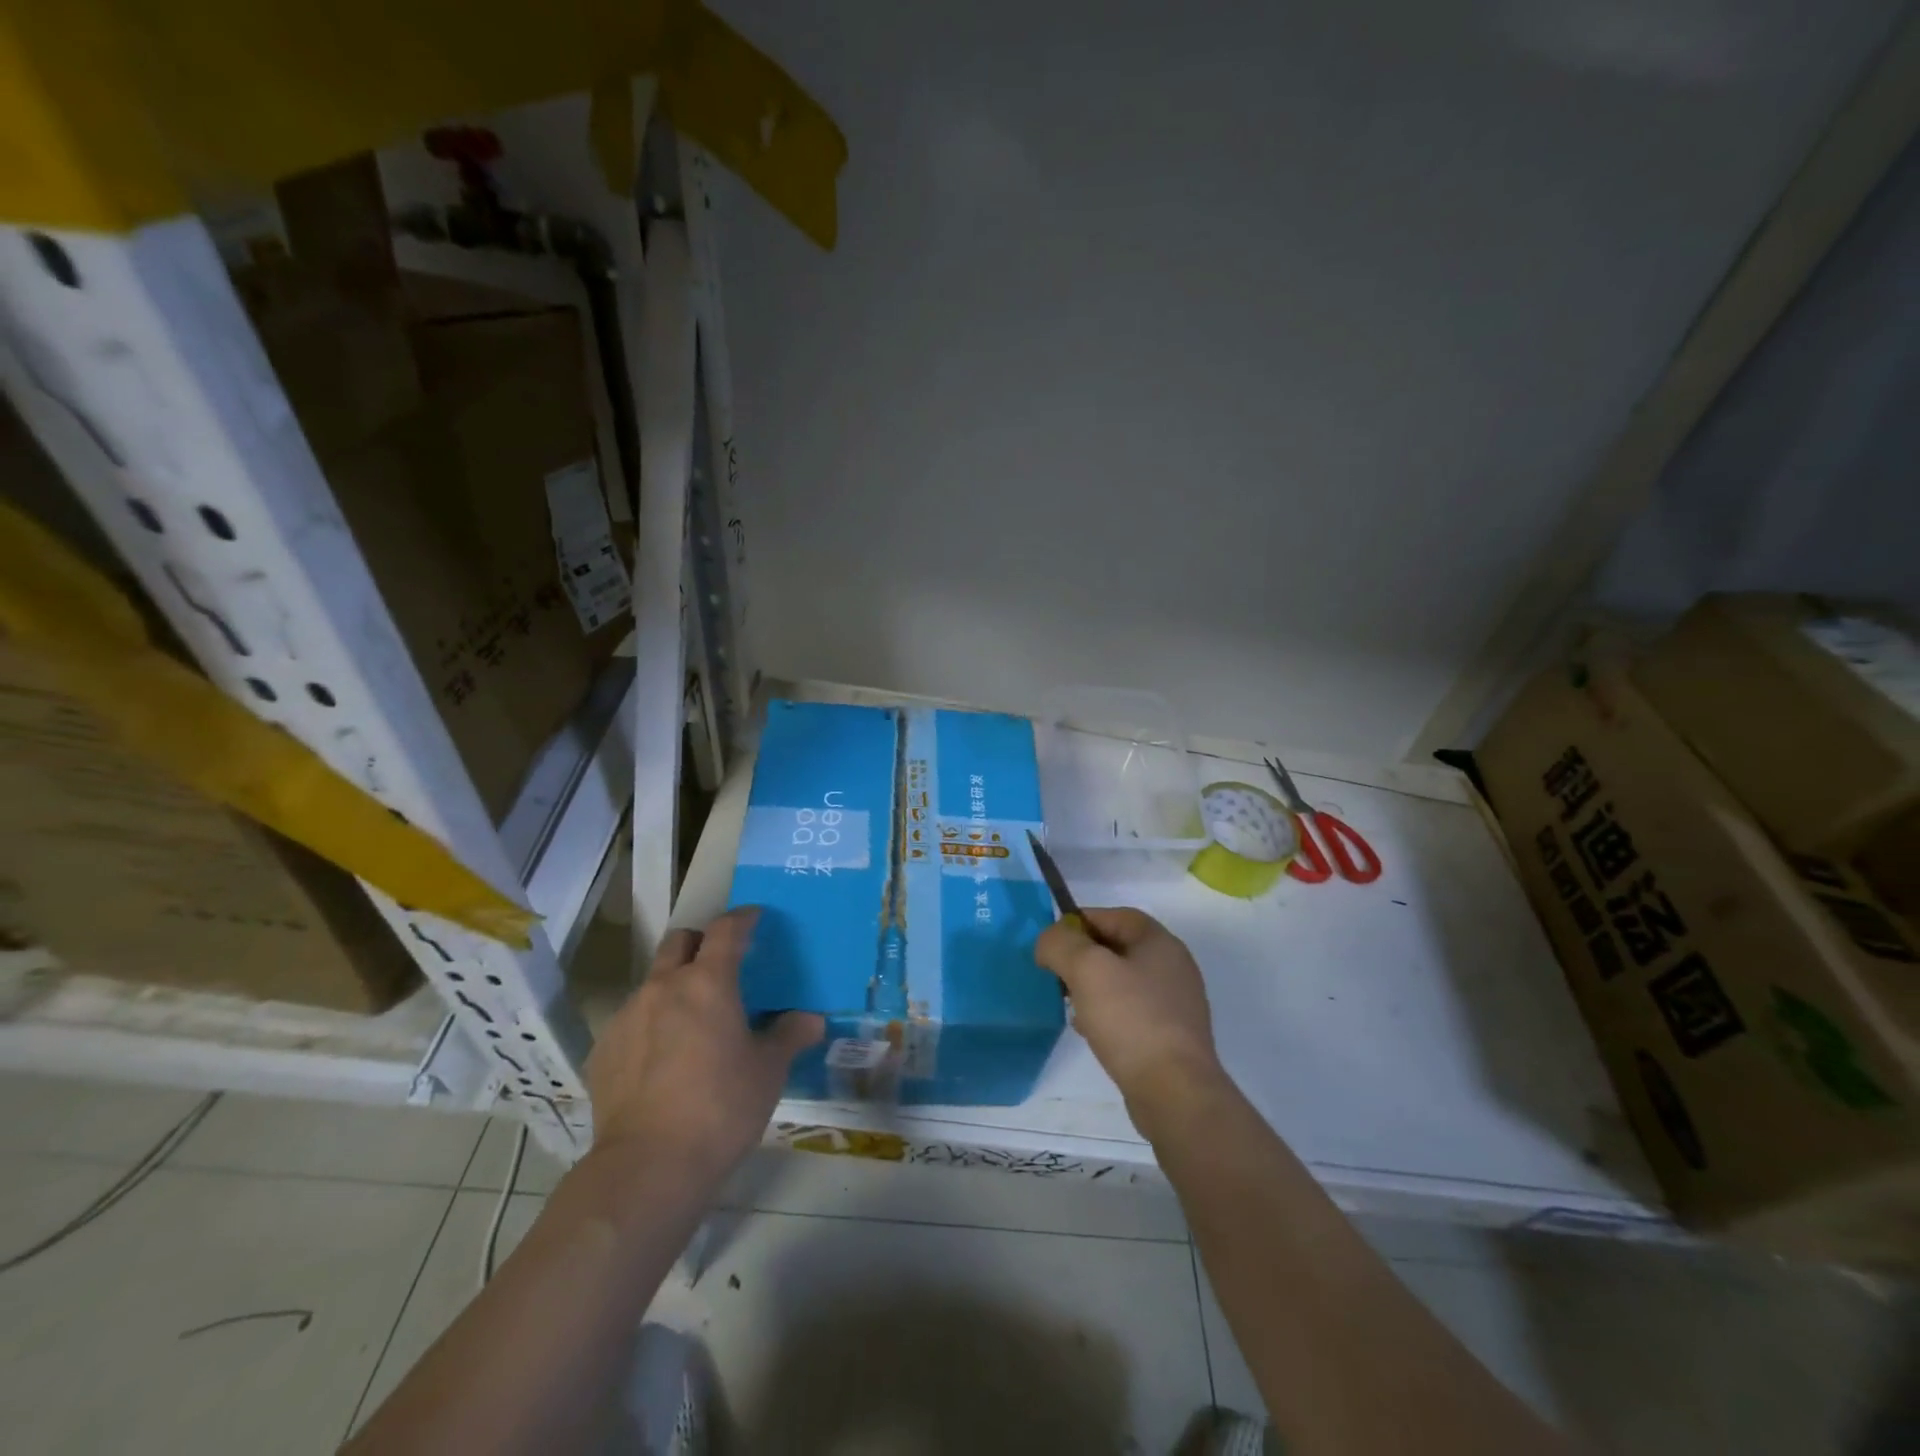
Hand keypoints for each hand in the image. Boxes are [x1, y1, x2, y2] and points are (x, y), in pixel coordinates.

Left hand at [585, 907, 822, 1183]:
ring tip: (692, 1021)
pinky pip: (632, 1021)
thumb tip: (812, 1019)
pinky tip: (663, 1060)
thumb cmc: (721, 1108)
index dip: (742, 918)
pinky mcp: (602, 1050)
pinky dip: (651, 1024)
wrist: (647, 1166)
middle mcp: (663, 987)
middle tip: (720, 962)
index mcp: (708, 982)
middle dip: (700, 942)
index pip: (726, 930)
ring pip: (653, 981)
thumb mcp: (769, 1071)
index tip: (754, 917)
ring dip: (674, 985)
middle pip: (679, 941)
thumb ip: (790, 1036)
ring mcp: (627, 1016)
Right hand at [1034, 908, 1224, 1125]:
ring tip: (1070, 1004)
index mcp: (1160, 942)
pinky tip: (1090, 1031)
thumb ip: (1060, 944)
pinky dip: (1108, 1014)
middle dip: (1083, 957)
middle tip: (1057, 975)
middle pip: (1118, 947)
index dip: (1080, 922)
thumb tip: (1049, 940)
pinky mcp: (1171, 1036)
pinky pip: (1131, 1012)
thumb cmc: (1130, 1019)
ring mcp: (1175, 1004)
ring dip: (1093, 987)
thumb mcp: (1086, 969)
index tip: (1053, 942)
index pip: (1115, 915)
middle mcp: (1173, 967)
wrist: (1174, 1092)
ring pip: (1123, 981)